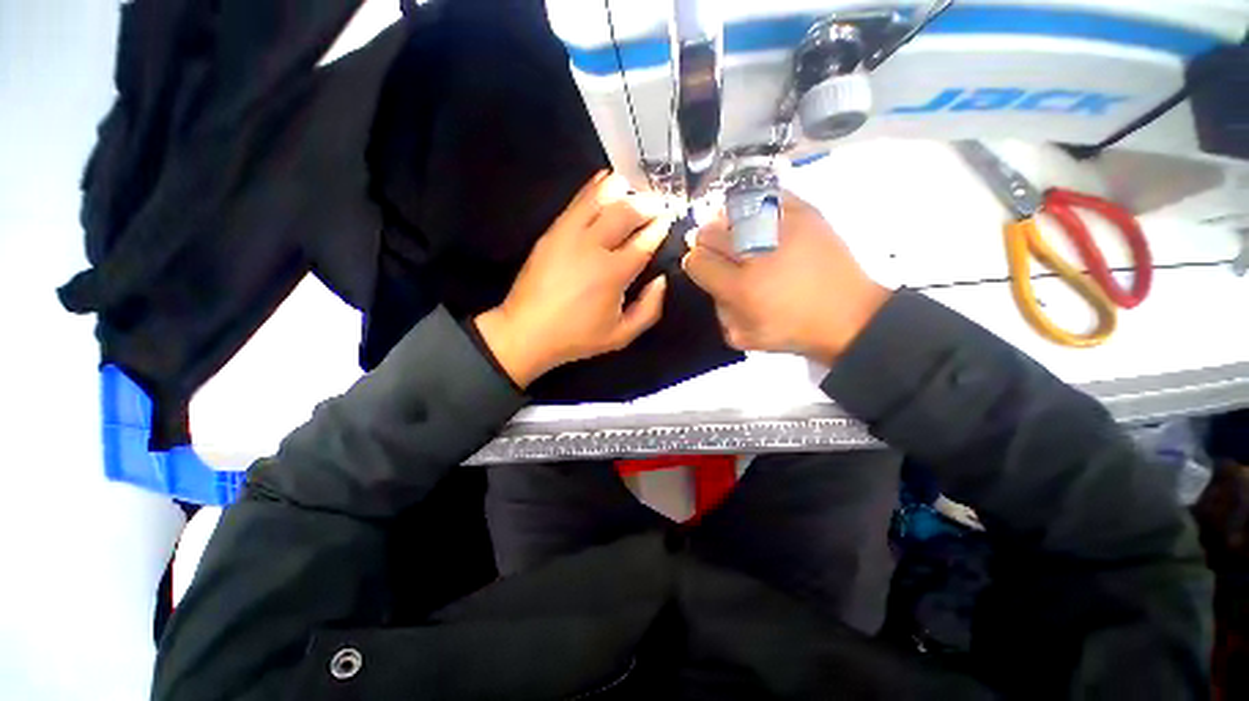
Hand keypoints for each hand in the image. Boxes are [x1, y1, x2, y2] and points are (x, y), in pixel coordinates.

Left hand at [475, 171, 672, 387]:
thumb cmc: (577, 337)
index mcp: (614, 273)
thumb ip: (649, 309)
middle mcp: (593, 247)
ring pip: (601, 199)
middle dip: (648, 203)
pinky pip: (577, 201)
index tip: (668, 220)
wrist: (526, 332)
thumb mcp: (622, 335)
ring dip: (623, 189)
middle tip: (658, 203)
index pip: (644, 240)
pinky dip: (594, 188)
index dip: (660, 227)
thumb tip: (661, 280)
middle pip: (626, 212)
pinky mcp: (553, 232)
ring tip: (635, 187)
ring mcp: (570, 235)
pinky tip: (604, 181)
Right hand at [683, 192, 889, 362]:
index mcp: (741, 287)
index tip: (705, 268)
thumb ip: (717, 311)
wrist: (849, 315)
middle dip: (707, 243)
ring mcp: (783, 227)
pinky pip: (766, 196)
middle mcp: (757, 253)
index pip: (697, 261)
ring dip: (727, 224)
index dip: (695, 264)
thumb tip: (709, 279)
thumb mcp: (743, 337)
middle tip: (721, 253)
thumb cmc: (793, 331)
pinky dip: (755, 205)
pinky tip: (757, 219)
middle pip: (708, 232)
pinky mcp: (806, 212)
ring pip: (731, 211)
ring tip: (738, 236)